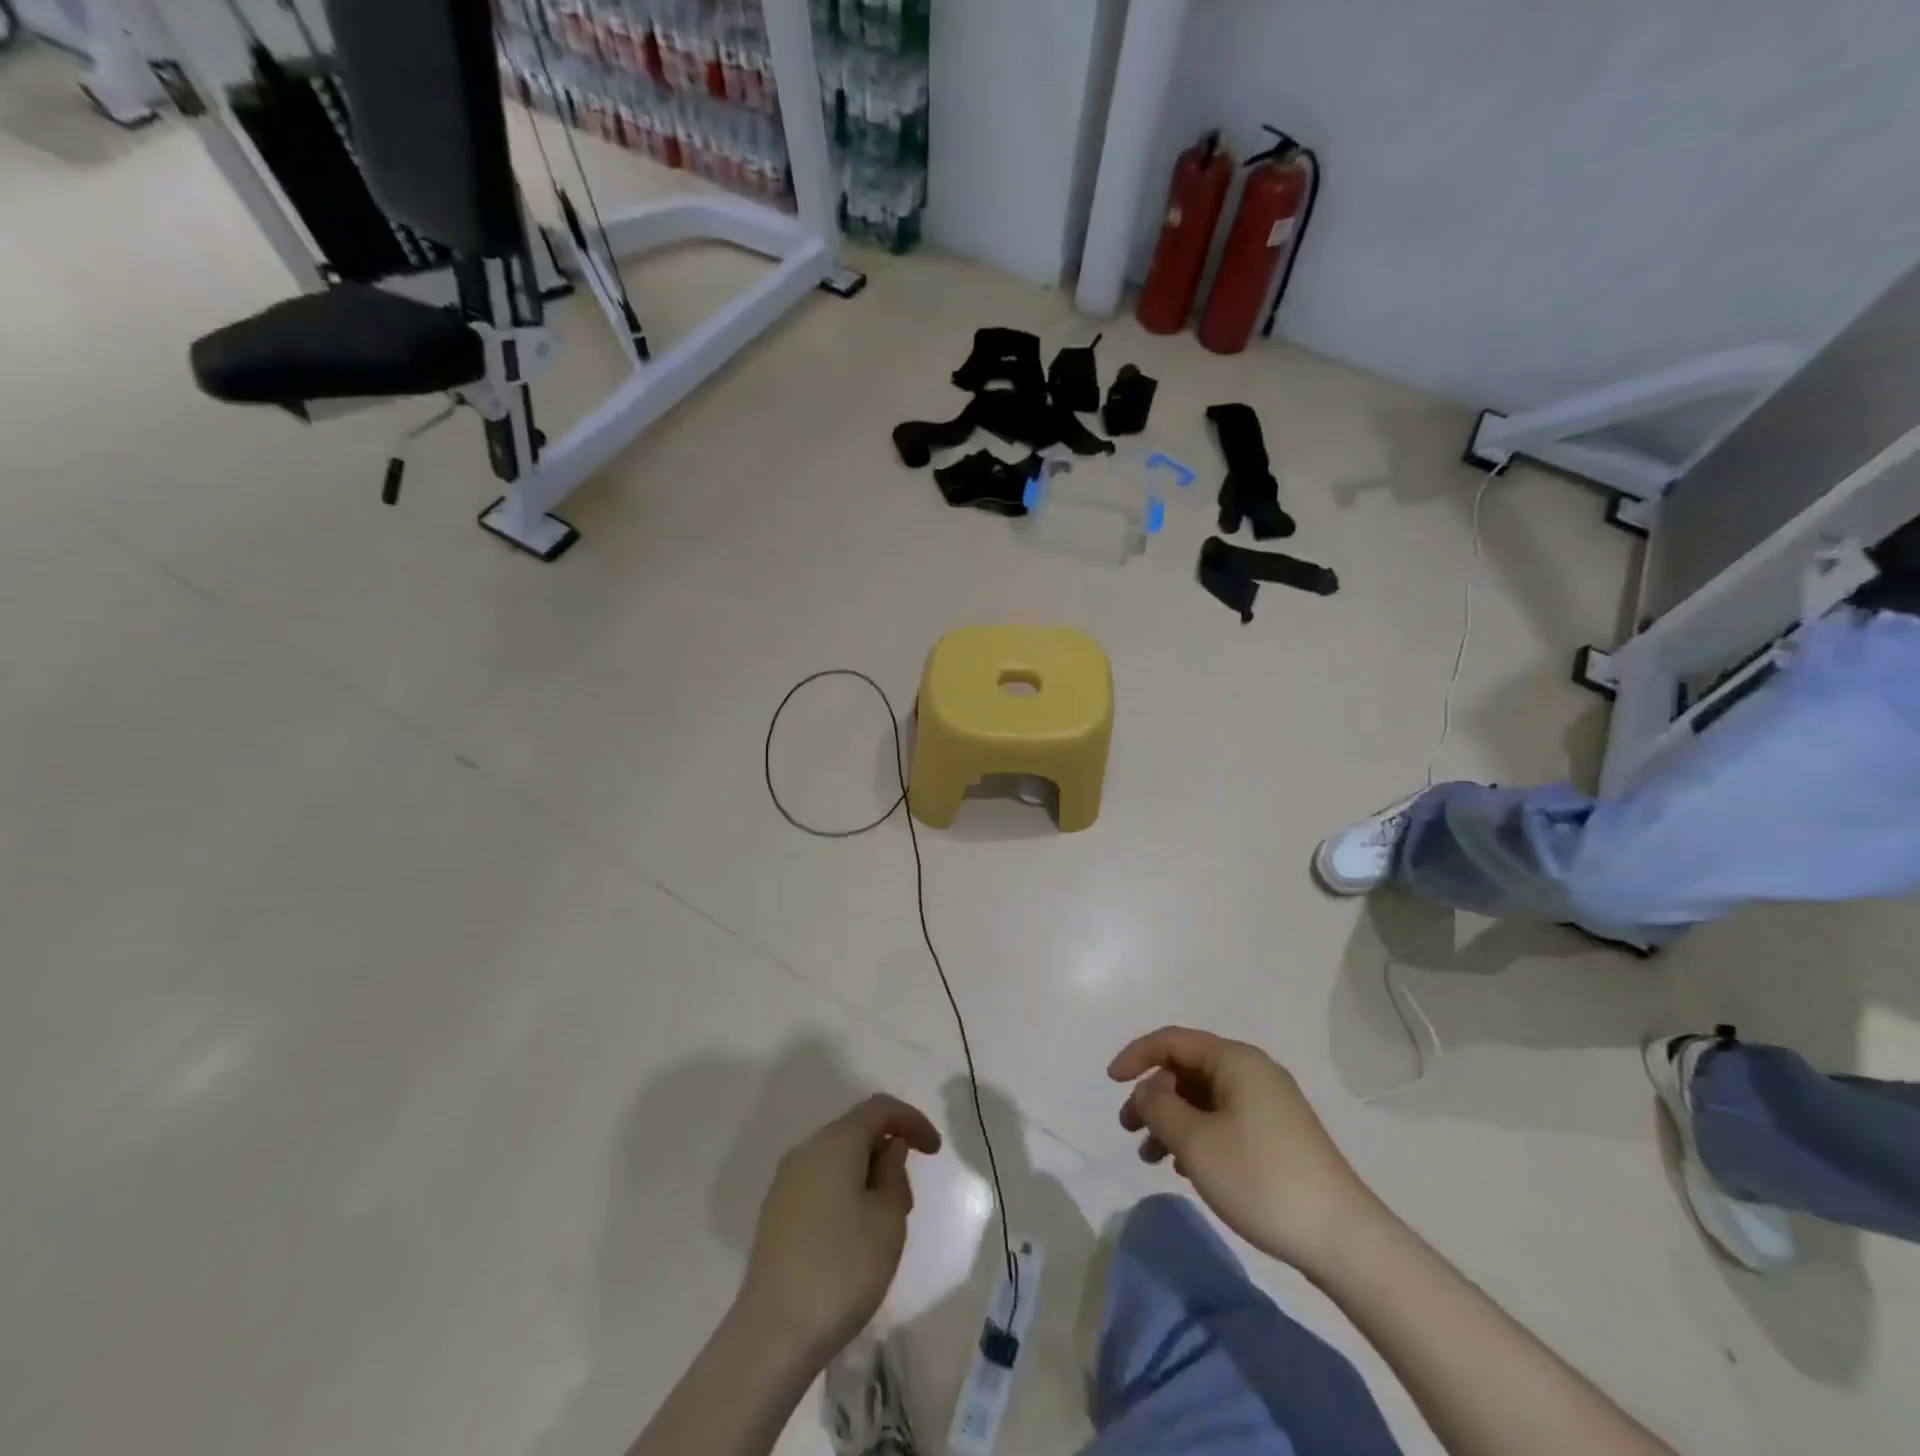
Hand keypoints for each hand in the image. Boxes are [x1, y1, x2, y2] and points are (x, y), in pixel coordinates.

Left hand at [737, 1094, 941, 1369]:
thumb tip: (888, 1150)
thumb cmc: (843, 1269)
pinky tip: (854, 1235)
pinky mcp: (776, 1214)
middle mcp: (806, 1151)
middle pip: (856, 1131)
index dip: (912, 1120)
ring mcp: (786, 1183)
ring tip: (885, 1222)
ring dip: (867, 1175)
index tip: (935, 1151)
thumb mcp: (888, 1219)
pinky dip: (845, 1192)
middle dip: (889, 1151)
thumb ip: (894, 1173)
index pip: (880, 1108)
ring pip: (838, 1159)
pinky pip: (820, 1183)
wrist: (773, 1335)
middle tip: (909, 1199)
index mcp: (835, 1142)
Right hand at [1110, 1027, 1378, 1273]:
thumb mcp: (1195, 1141)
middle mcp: (1253, 1072)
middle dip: (1153, 1095)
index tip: (1111, 1082)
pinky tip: (1186, 1168)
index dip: (1136, 1055)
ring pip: (1205, 1099)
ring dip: (1173, 1120)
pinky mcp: (1278, 1136)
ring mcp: (1270, 1104)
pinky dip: (1198, 1135)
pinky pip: (1224, 1120)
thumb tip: (1148, 1090)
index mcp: (1235, 1060)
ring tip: (1151, 1157)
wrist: (1343, 1239)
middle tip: (1129, 1129)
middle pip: (1188, 1070)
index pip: (1173, 1041)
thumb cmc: (1261, 1178)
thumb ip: (1159, 1106)